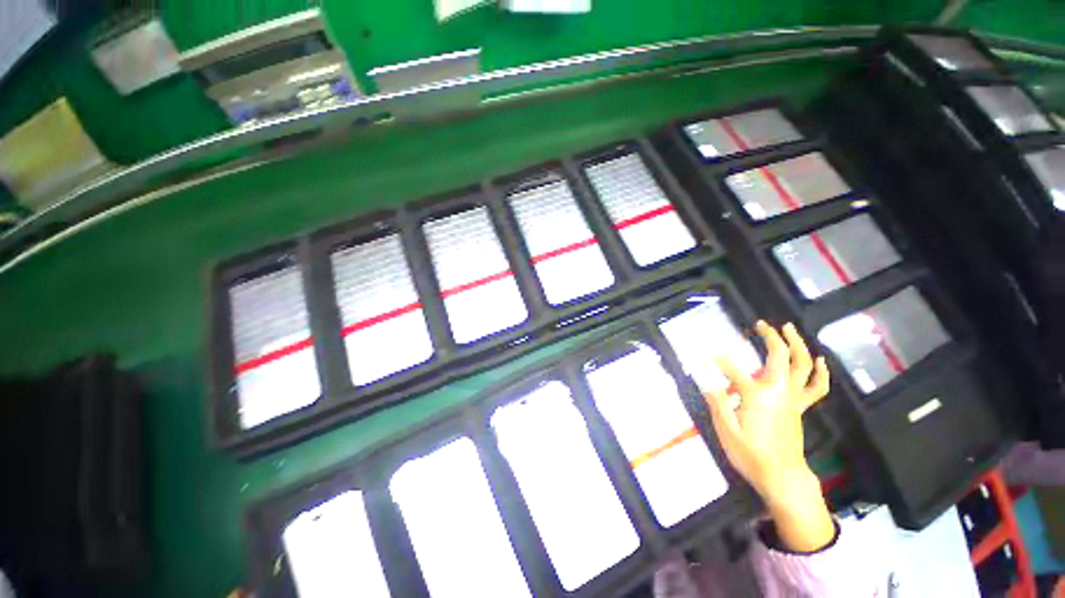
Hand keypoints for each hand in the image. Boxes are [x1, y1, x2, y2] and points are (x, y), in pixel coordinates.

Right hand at [704, 321, 833, 551]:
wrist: (782, 476)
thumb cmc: (750, 454)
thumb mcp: (726, 430)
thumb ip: (717, 402)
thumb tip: (706, 380)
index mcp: (756, 396)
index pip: (732, 368)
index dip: (717, 356)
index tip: (705, 347)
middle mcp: (778, 391)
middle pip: (779, 356)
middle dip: (770, 337)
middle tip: (761, 324)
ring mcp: (793, 398)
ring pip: (803, 365)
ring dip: (797, 344)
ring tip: (789, 329)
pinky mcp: (800, 406)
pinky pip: (816, 386)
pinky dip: (820, 372)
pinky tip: (820, 360)